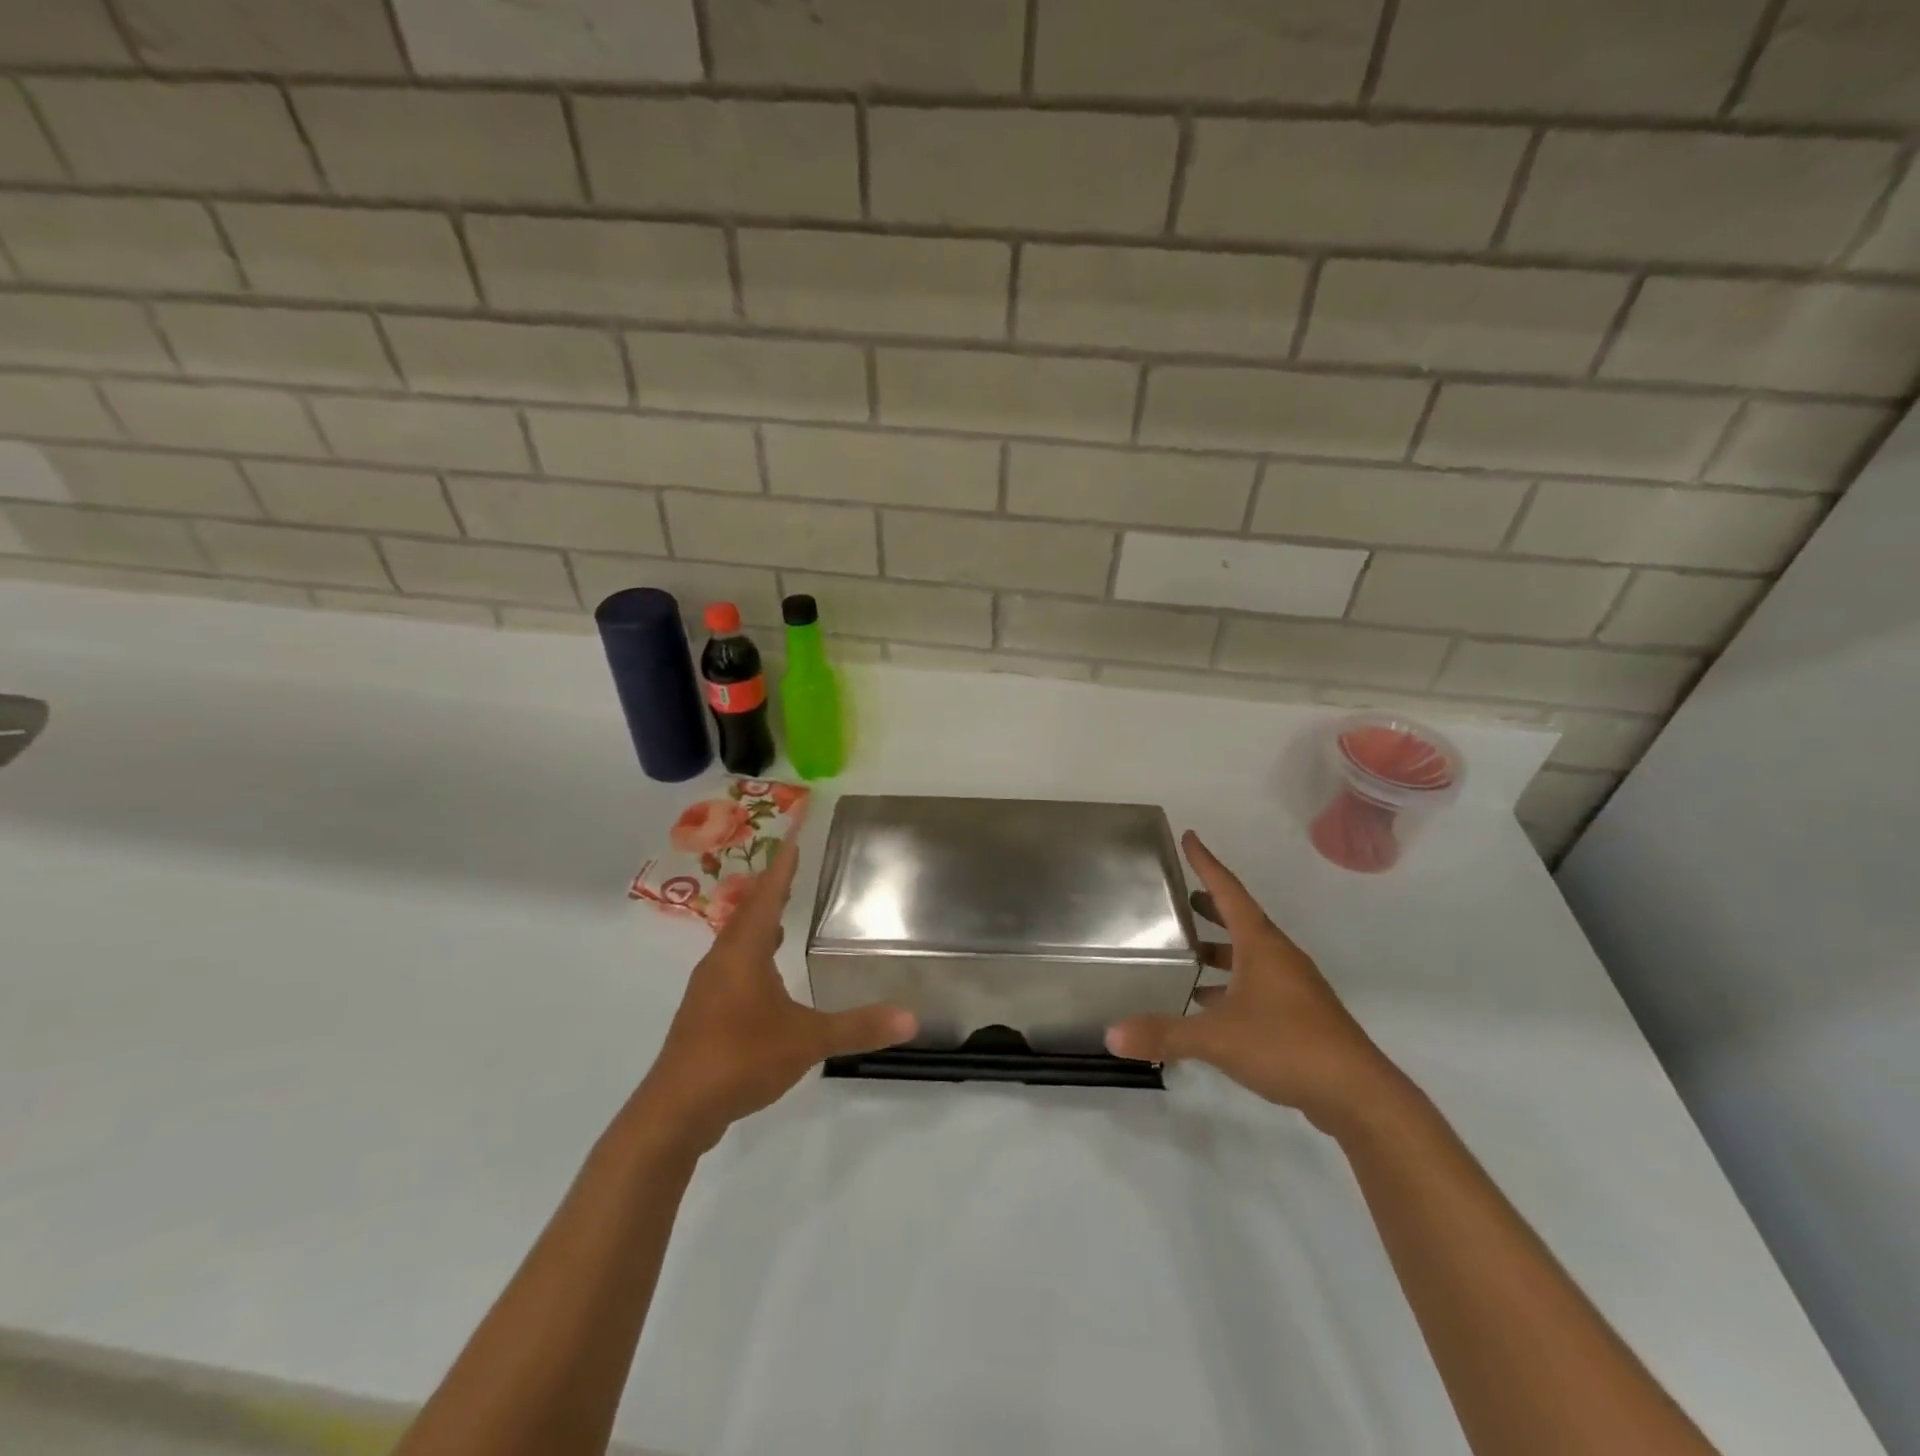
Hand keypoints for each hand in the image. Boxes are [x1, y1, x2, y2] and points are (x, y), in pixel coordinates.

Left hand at [631, 839, 916, 1156]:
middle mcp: (721, 961)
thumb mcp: (807, 1040)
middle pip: (748, 914)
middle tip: (793, 869)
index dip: (782, 866)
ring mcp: (708, 990)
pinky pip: (732, 968)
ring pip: (737, 943)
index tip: (793, 836)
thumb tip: (911, 1018)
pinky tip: (765, 975)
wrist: (674, 1111)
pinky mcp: (703, 1015)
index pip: (767, 896)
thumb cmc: (740, 1058)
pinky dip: (752, 956)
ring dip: (758, 925)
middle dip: (771, 891)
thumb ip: (857, 1026)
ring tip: (781, 916)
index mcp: (743, 952)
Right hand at [1107, 831, 1398, 1132]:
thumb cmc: (1287, 1046)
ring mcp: (1293, 986)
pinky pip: (1257, 983)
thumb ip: (1165, 1034)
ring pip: (1250, 953)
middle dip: (1211, 905)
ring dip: (1220, 948)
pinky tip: (1208, 1002)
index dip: (1206, 863)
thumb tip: (1112, 1035)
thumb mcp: (1217, 1038)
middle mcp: (1279, 957)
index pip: (1228, 891)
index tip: (1190, 837)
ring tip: (1189, 950)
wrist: (1358, 1094)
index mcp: (1261, 945)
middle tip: (1182, 897)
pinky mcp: (1300, 1015)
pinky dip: (1231, 982)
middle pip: (1241, 919)